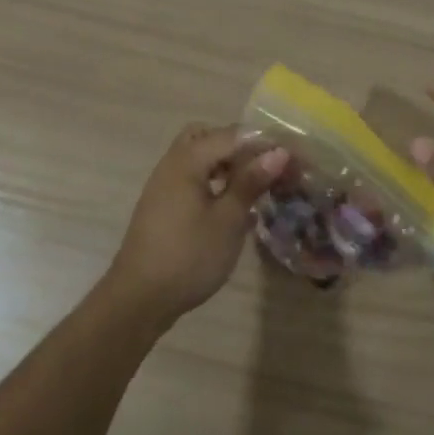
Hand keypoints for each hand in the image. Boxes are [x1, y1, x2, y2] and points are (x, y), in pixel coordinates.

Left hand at [107, 123, 288, 326]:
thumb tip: (278, 152)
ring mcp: (164, 186)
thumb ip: (250, 182)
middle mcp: (172, 165)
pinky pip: (192, 179)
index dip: (264, 143)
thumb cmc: (189, 256)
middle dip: (239, 147)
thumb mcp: (227, 220)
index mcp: (187, 161)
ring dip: (227, 165)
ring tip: (254, 188)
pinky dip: (215, 183)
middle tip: (265, 169)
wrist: (140, 299)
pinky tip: (234, 209)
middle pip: (207, 137)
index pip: (232, 135)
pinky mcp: (164, 207)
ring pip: (199, 159)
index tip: (293, 158)